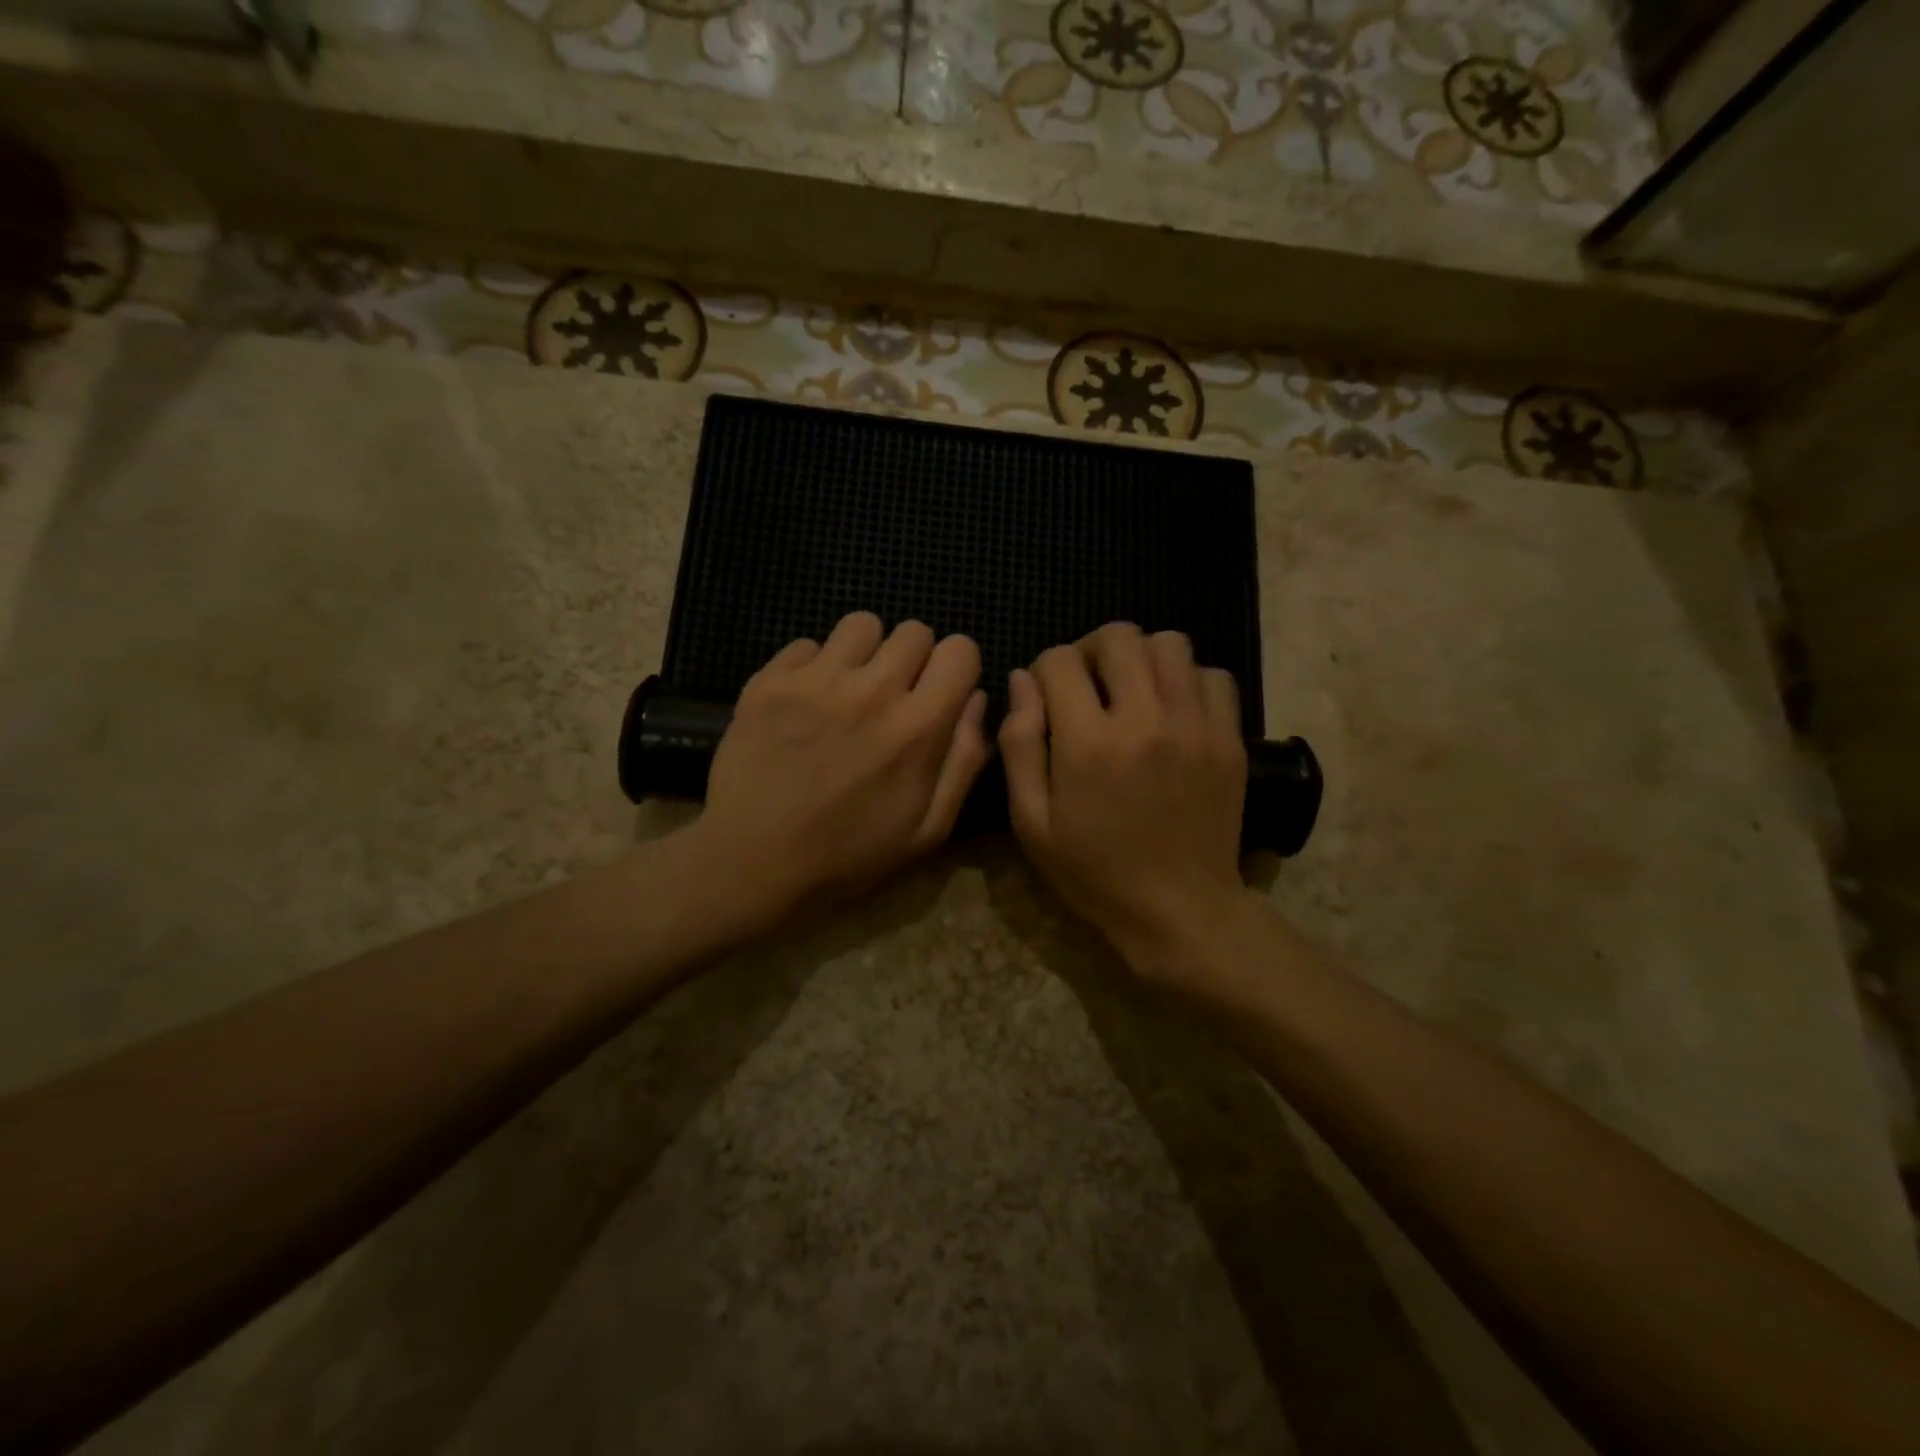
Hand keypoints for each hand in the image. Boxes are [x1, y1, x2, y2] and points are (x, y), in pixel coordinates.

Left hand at [689, 612, 987, 922]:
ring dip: (865, 653)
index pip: (960, 650)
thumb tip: (977, 700)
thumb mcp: (929, 830)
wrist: (752, 862)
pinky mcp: (769, 680)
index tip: (941, 692)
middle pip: (914, 631)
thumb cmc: (849, 855)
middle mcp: (872, 690)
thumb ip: (964, 760)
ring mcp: (816, 680)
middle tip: (894, 695)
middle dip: (914, 659)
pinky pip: (807, 644)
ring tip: (849, 689)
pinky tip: (804, 703)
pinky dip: (813, 667)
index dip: (957, 668)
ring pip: (861, 625)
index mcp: (918, 727)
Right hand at [999, 622, 1249, 982]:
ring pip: (1170, 644)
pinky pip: (1213, 675)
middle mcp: (1145, 719)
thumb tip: (1022, 680)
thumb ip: (1019, 744)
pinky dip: (1187, 680)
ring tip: (1132, 692)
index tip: (1046, 698)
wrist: (1178, 909)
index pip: (1059, 661)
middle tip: (1087, 686)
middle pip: (1118, 637)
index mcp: (1088, 743)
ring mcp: (1195, 726)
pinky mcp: (1229, 738)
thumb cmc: (1093, 871)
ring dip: (1141, 658)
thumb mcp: (1032, 821)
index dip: (1043, 671)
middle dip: (1091, 651)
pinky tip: (1172, 710)